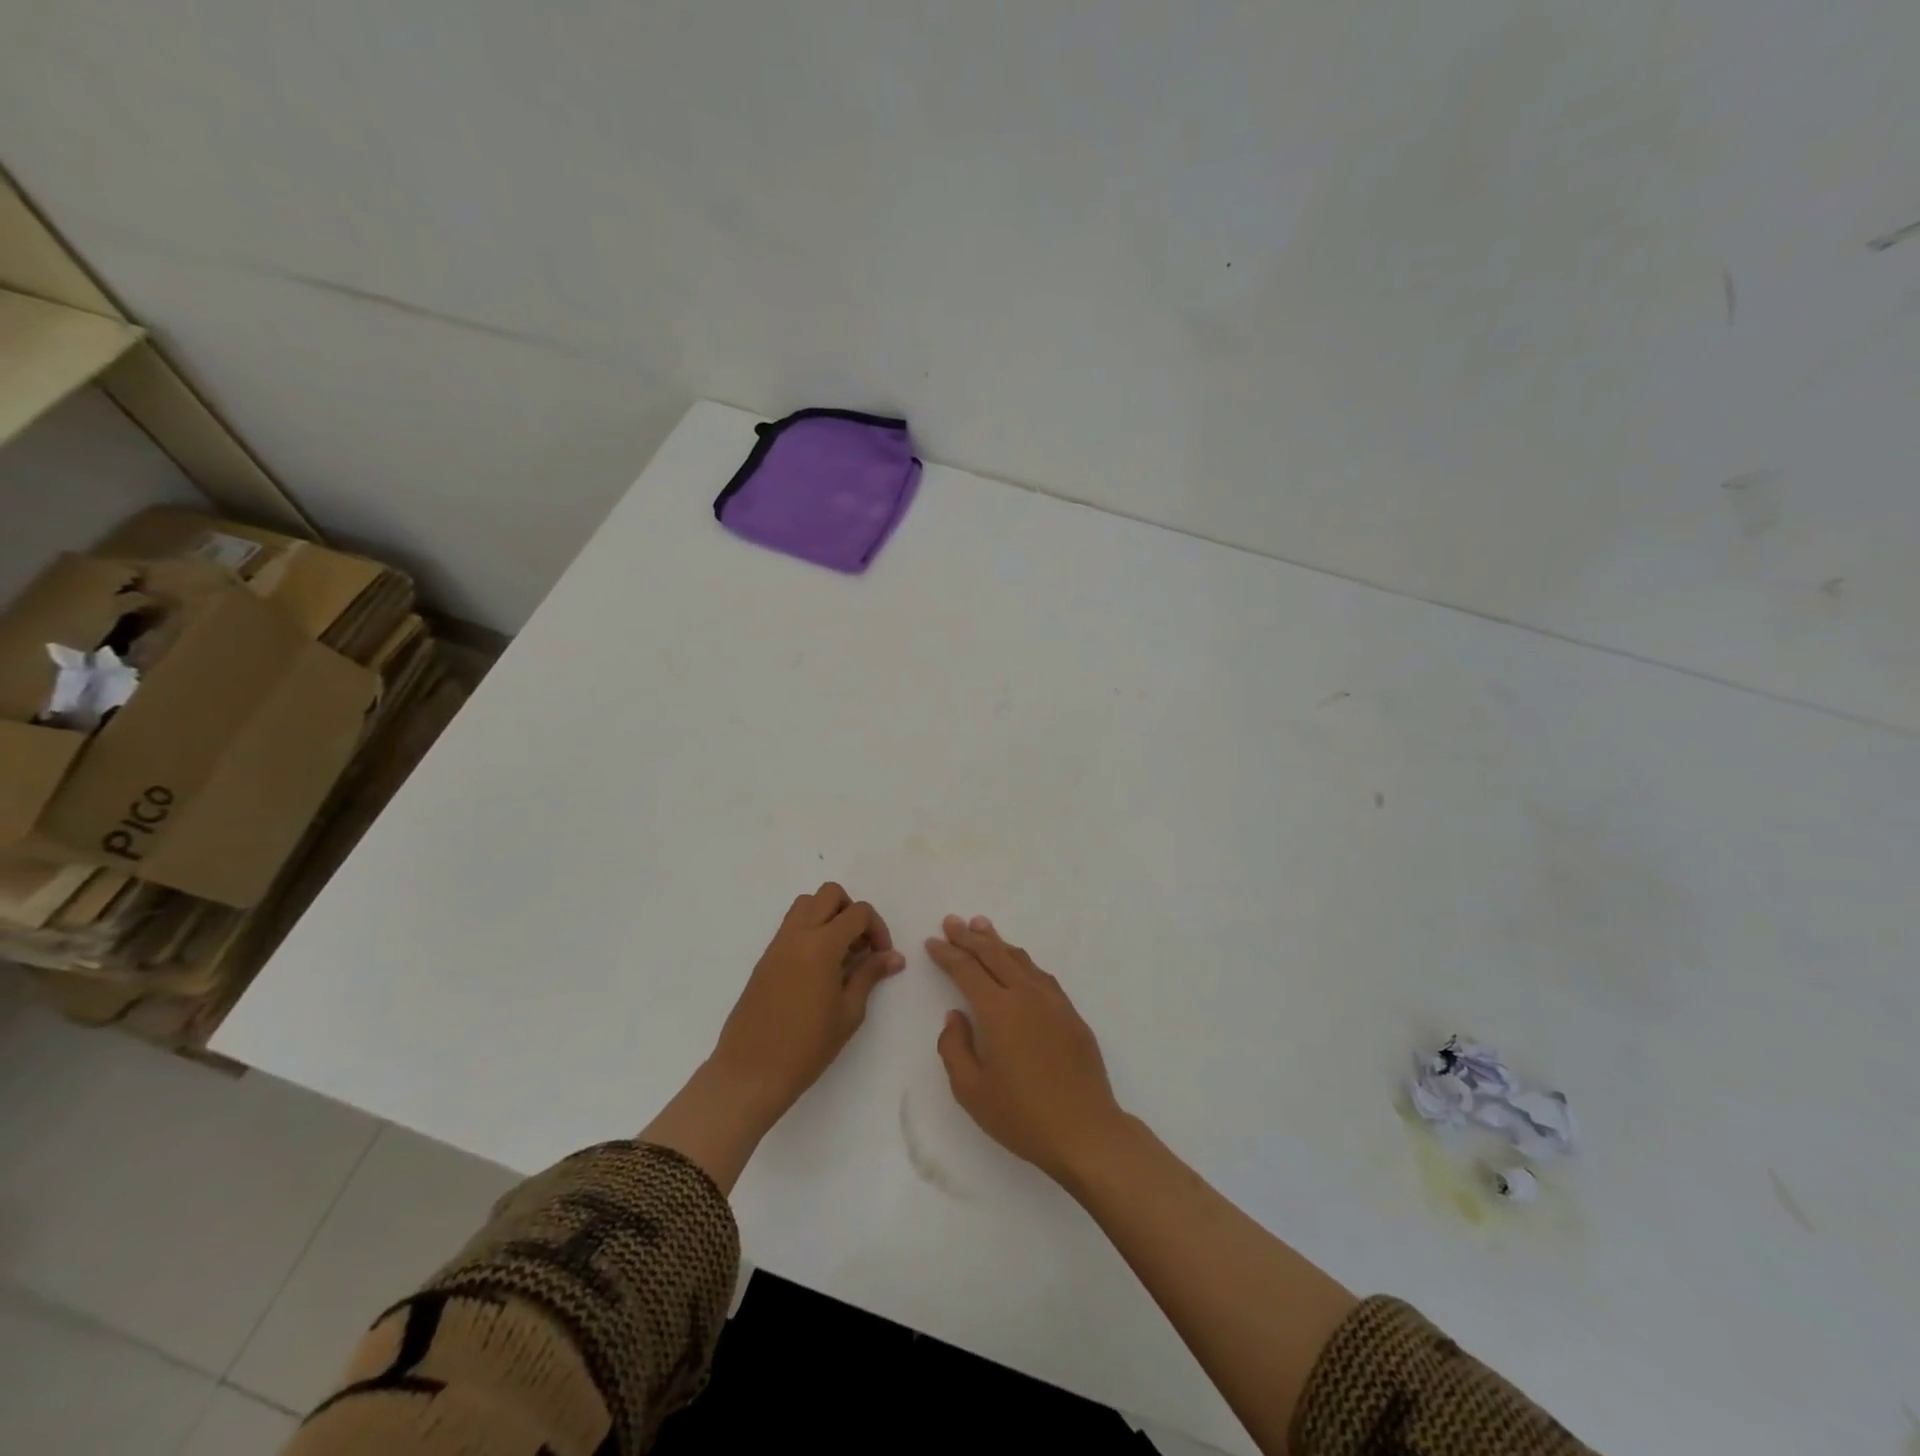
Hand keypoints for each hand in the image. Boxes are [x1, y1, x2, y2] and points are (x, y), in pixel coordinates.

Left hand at [709, 882, 904, 1125]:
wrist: (750, 1073)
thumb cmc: (807, 1047)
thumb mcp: (849, 1012)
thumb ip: (870, 975)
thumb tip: (894, 956)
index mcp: (822, 945)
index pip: (858, 912)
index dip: (877, 928)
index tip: (882, 956)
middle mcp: (797, 934)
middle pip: (829, 894)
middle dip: (852, 911)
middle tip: (860, 946)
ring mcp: (777, 944)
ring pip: (806, 904)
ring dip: (828, 916)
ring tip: (840, 953)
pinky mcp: (765, 958)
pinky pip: (791, 926)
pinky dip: (810, 930)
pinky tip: (819, 968)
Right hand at [926, 914, 1127, 1183]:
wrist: (1086, 1131)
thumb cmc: (1023, 1116)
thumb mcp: (971, 1091)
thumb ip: (955, 1048)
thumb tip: (955, 1016)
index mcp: (999, 1011)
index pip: (967, 971)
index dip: (947, 954)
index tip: (933, 941)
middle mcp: (1026, 996)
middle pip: (994, 955)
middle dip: (969, 937)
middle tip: (952, 921)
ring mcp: (1054, 1002)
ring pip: (1021, 959)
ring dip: (998, 942)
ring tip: (982, 927)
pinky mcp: (1071, 1014)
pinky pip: (1041, 975)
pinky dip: (1022, 961)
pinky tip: (1018, 962)